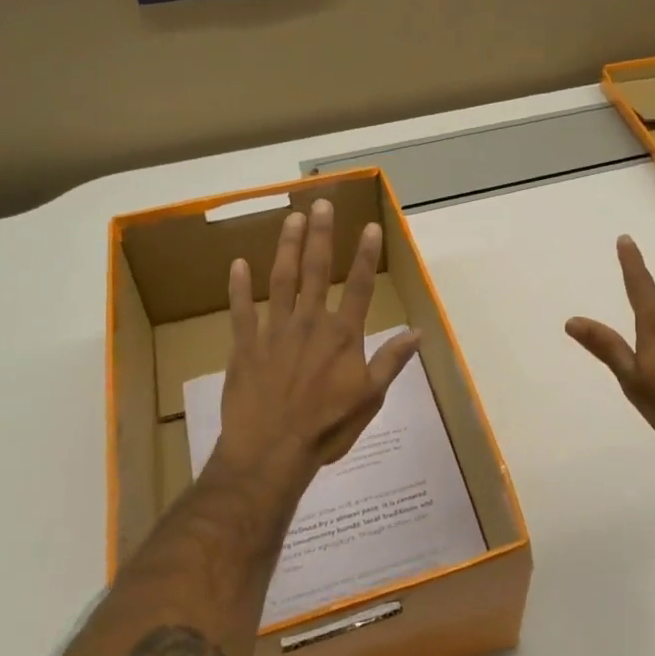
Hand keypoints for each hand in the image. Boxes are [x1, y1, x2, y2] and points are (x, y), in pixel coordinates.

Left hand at [213, 199, 420, 482]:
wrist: (271, 452)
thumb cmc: (326, 428)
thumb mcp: (370, 398)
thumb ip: (391, 361)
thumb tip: (417, 332)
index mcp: (342, 335)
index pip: (359, 286)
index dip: (366, 255)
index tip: (369, 227)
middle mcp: (309, 323)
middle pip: (317, 271)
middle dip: (320, 235)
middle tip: (320, 204)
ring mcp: (274, 331)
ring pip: (281, 280)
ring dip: (286, 248)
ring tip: (290, 219)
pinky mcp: (245, 346)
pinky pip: (241, 311)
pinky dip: (238, 287)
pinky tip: (237, 264)